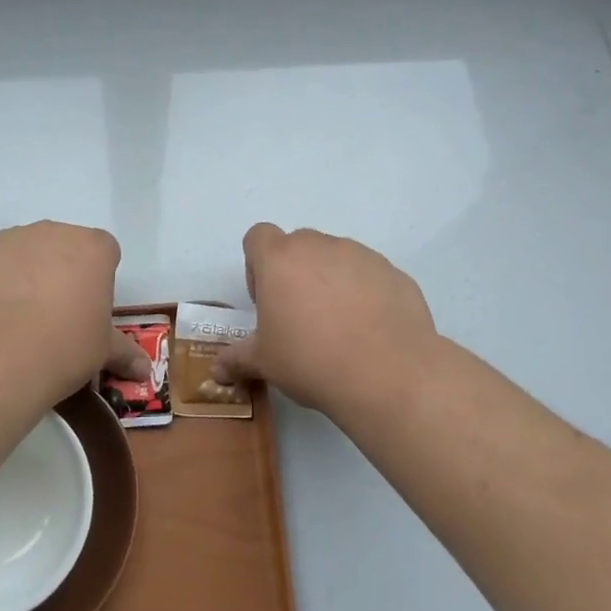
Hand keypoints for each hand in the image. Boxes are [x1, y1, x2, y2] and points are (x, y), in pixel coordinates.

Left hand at [0, 221, 150, 403]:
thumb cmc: (63, 349)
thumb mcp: (101, 353)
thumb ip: (123, 353)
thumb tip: (145, 372)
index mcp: (92, 248)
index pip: (104, 252)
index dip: (98, 280)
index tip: (90, 310)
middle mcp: (50, 232)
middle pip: (61, 246)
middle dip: (61, 272)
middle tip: (56, 316)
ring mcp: (4, 242)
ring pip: (21, 253)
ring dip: (23, 275)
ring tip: (17, 321)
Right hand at [216, 224, 438, 414]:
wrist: (388, 374)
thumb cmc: (311, 360)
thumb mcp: (264, 363)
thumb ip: (236, 359)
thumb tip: (216, 370)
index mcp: (280, 259)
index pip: (258, 236)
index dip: (257, 265)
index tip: (267, 301)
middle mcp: (319, 246)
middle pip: (298, 246)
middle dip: (295, 273)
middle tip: (301, 318)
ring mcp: (361, 255)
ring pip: (336, 258)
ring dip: (331, 282)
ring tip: (340, 328)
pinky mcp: (394, 273)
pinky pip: (369, 276)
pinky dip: (365, 294)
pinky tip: (370, 332)